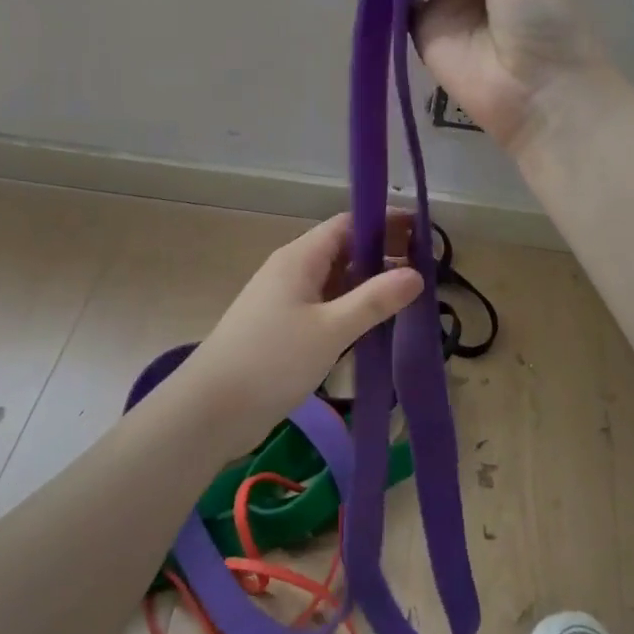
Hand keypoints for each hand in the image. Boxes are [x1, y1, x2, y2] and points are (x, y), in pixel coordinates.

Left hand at [173, 212, 422, 455]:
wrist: (211, 409)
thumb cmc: (272, 361)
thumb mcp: (331, 330)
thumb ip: (374, 300)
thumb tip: (416, 273)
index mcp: (300, 257)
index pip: (348, 224)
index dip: (384, 224)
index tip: (422, 233)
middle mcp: (291, 269)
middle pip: (343, 250)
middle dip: (381, 256)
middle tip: (423, 270)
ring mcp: (284, 299)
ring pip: (334, 280)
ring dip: (367, 285)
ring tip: (407, 298)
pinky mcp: (281, 327)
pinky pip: (323, 305)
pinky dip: (349, 308)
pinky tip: (372, 327)